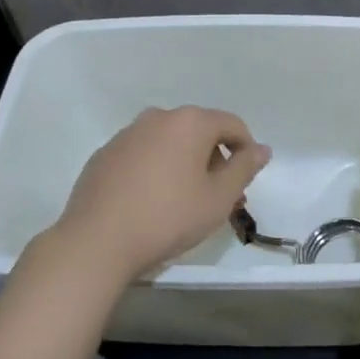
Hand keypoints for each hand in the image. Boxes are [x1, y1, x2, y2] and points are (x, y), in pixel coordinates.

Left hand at [54, 106, 270, 284]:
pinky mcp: (105, 154)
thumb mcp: (218, 198)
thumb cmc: (169, 217)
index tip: (245, 180)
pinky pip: (142, 154)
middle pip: (199, 131)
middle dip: (215, 159)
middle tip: (220, 197)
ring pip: (169, 143)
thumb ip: (244, 169)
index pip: (231, 124)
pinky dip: (155, 169)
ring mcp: (127, 134)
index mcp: (190, 122)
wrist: (97, 241)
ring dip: (185, 164)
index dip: (246, 149)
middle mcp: (158, 117)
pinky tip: (151, 202)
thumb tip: (262, 149)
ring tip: (186, 201)